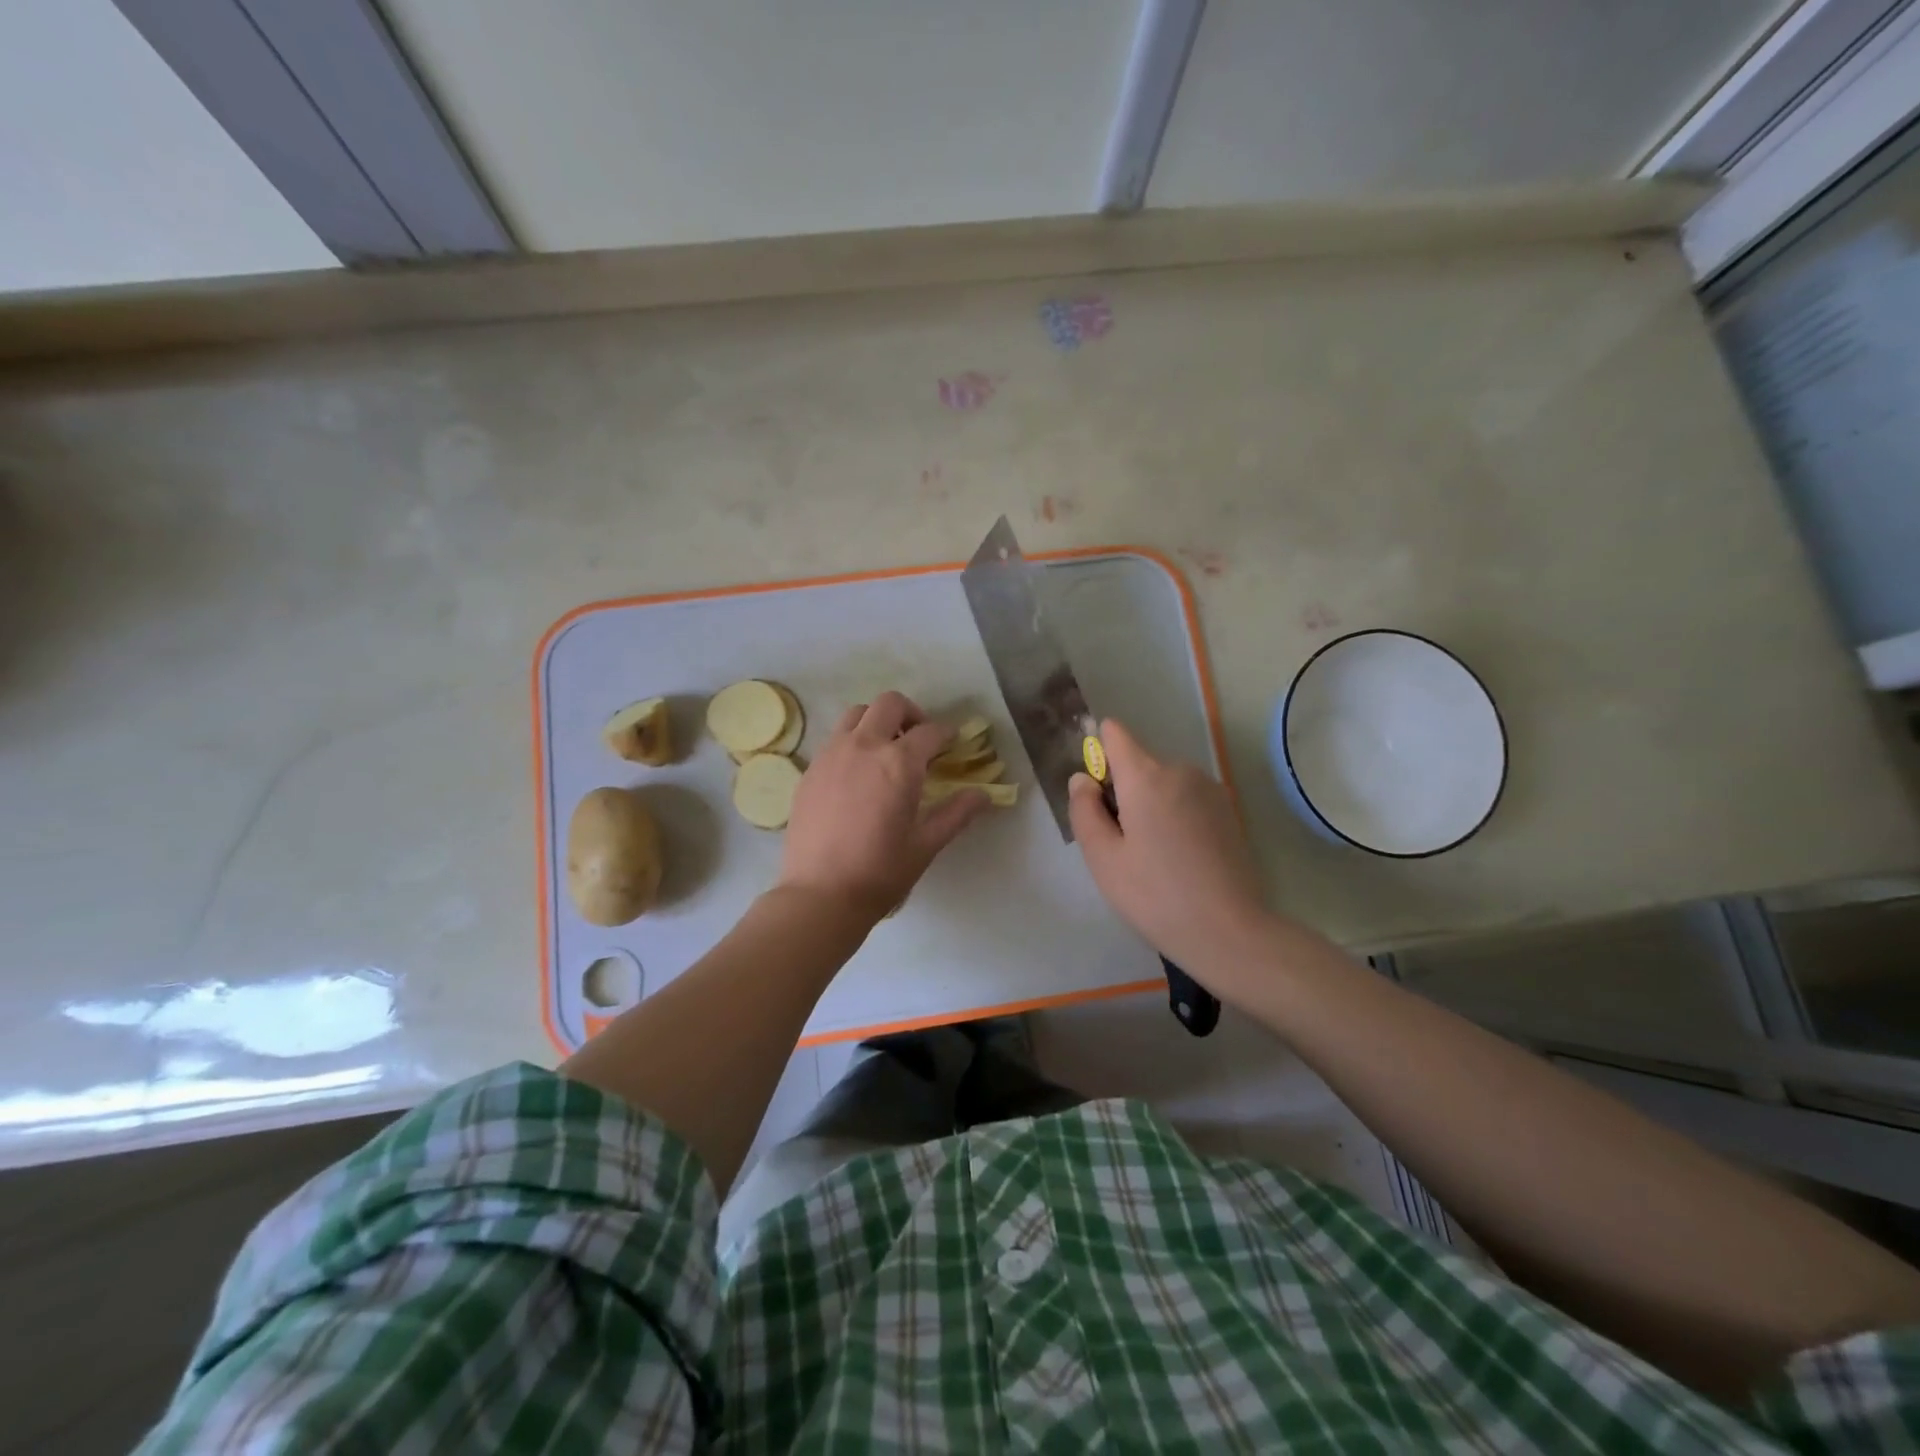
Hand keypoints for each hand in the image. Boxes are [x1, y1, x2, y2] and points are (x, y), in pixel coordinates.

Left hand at [778, 691, 990, 922]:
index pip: (930, 732)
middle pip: (890, 704)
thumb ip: (957, 813)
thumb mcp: (926, 844)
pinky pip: (835, 739)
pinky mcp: (810, 770)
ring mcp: (831, 754)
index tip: (952, 743)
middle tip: (919, 741)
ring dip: (877, 722)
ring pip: (856, 714)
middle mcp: (864, 746)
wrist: (820, 894)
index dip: (947, 735)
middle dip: (911, 714)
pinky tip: (858, 774)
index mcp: (899, 763)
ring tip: (885, 751)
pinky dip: (853, 742)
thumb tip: (984, 794)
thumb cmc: (881, 872)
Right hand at [1068, 718, 1266, 970]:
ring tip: (1153, 857)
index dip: (1098, 753)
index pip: (1115, 734)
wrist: (1228, 930)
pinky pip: (1187, 800)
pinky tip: (1181, 859)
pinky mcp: (1228, 810)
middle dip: (1124, 792)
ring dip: (1151, 806)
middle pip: (1139, 765)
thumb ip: (1084, 809)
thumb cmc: (1154, 894)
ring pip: (1164, 785)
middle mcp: (1180, 771)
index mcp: (1146, 776)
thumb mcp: (1103, 857)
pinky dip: (1176, 817)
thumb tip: (1083, 779)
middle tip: (1122, 844)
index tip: (1096, 793)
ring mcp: (1209, 789)